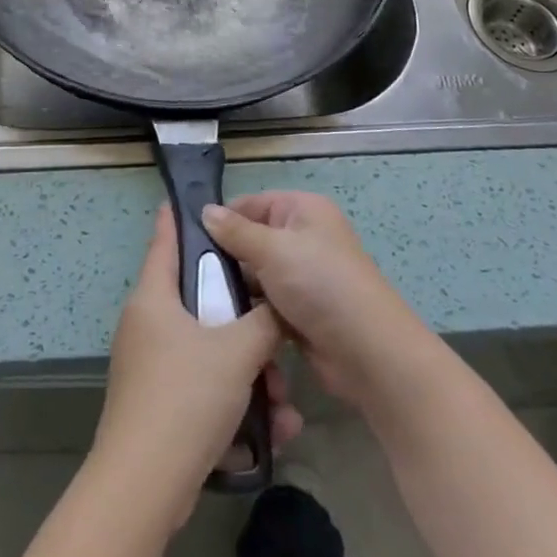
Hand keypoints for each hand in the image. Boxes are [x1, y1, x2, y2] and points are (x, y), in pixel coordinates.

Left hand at [93, 206, 302, 523]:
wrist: (145, 486)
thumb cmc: (186, 397)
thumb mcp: (237, 351)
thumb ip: (264, 322)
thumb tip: (277, 308)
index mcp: (154, 299)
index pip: (164, 242)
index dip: (177, 220)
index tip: (187, 200)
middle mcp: (147, 327)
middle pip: (201, 304)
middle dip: (245, 323)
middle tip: (277, 333)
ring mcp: (151, 369)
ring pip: (210, 353)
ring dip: (250, 374)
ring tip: (284, 404)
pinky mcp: (160, 408)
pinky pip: (205, 390)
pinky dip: (236, 403)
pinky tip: (273, 430)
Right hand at [201, 191, 432, 410]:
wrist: (368, 352)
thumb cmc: (320, 285)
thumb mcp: (272, 249)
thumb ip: (235, 231)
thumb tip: (205, 211)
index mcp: (303, 210)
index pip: (251, 204)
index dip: (222, 219)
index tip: (188, 241)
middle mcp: (304, 237)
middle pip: (251, 240)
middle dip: (225, 258)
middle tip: (190, 276)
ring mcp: (304, 276)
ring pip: (256, 275)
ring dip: (236, 289)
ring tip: (200, 302)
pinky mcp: (301, 310)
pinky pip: (265, 303)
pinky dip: (250, 312)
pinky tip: (223, 323)